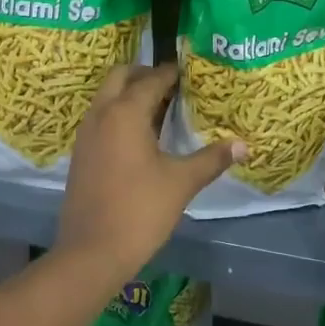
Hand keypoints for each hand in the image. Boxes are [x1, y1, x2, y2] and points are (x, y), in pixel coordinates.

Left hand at [57, 65, 242, 275]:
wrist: (91, 252)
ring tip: (162, 109)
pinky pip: (101, 118)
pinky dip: (119, 114)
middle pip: (121, 76)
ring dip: (130, 94)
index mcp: (125, 112)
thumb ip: (212, 159)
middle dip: (146, 74)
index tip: (193, 73)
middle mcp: (101, 114)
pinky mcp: (81, 153)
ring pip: (107, 96)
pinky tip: (142, 137)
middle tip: (174, 86)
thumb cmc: (140, 210)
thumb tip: (243, 145)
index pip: (152, 79)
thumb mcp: (181, 182)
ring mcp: (86, 134)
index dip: (173, 73)